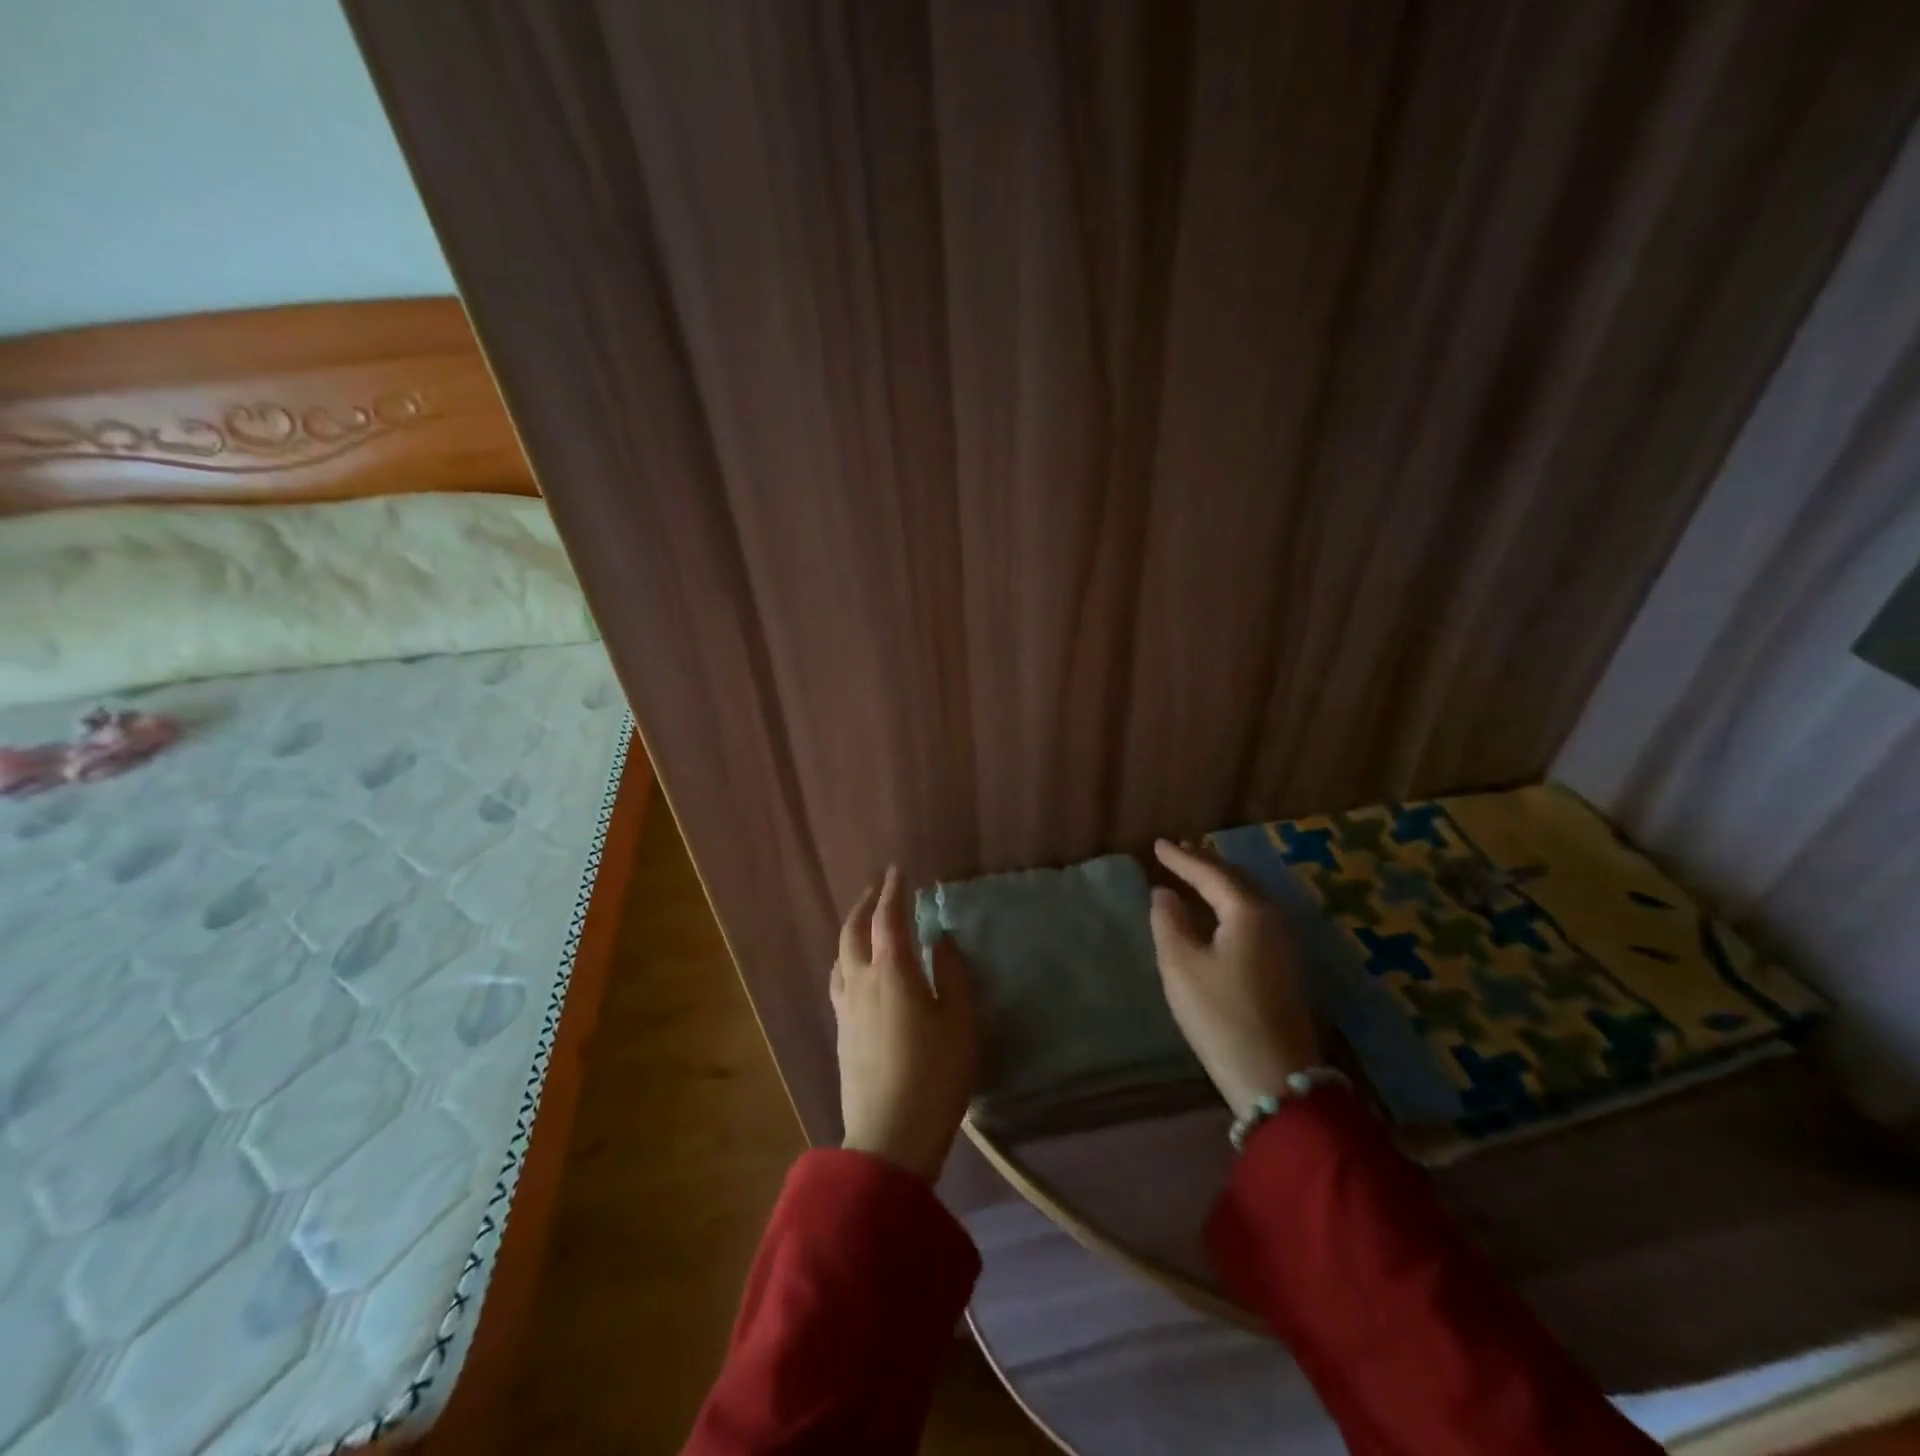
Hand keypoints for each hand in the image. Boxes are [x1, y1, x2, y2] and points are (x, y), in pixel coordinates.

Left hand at [831, 865, 977, 1180]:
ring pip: (841, 953)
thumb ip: (953, 974)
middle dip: (866, 903)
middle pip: (855, 930)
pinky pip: (838, 977)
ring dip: (852, 928)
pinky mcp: (840, 1030)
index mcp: (893, 973)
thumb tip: (940, 940)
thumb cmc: (935, 1075)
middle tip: (879, 887)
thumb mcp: (960, 1022)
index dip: (894, 892)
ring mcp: (846, 1006)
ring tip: (864, 920)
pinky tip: (853, 966)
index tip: (898, 870)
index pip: (889, 919)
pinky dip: (846, 956)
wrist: (889, 1135)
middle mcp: (862, 981)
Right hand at [1149, 839, 1319, 1120]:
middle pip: (1236, 880)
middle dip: (1205, 864)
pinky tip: (1217, 912)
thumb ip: (1169, 922)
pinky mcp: (1284, 966)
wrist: (1275, 1078)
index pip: (1211, 873)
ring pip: (1247, 898)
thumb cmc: (1221, 1016)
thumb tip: (1164, 894)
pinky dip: (1230, 903)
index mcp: (1249, 912)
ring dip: (1220, 883)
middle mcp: (1273, 918)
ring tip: (1194, 875)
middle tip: (1177, 853)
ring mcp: (1284, 943)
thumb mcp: (1181, 966)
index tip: (1157, 844)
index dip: (1182, 858)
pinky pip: (1253, 916)